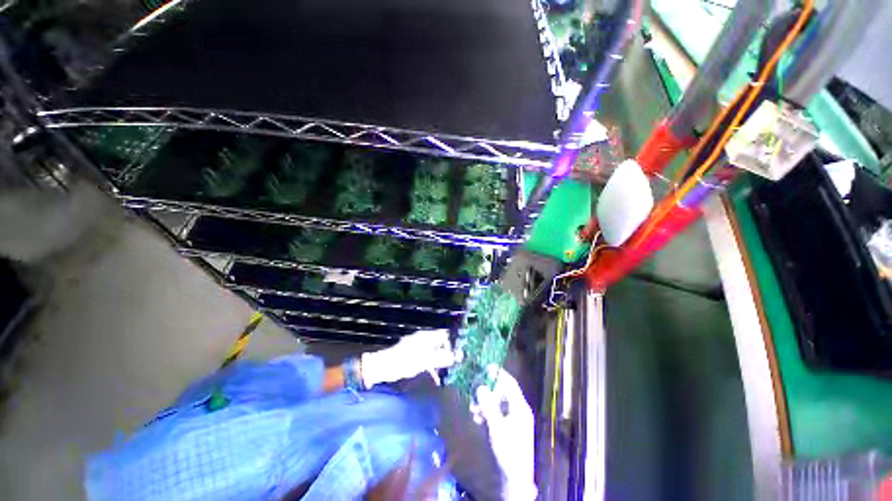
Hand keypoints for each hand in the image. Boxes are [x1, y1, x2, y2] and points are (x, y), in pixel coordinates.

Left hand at [361, 329, 454, 387]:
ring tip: (448, 371)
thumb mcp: (425, 361)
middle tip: (455, 363)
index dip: (452, 342)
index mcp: (426, 336)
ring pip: (434, 350)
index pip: (444, 334)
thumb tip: (457, 357)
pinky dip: (432, 363)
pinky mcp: (413, 354)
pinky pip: (427, 356)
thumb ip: (441, 358)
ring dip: (441, 359)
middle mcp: (423, 338)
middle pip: (440, 342)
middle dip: (448, 351)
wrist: (383, 367)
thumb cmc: (405, 362)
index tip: (458, 353)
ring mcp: (418, 346)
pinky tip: (435, 375)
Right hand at [475, 366, 536, 500]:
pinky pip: (498, 413)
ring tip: (473, 408)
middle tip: (475, 389)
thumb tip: (481, 387)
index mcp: (520, 407)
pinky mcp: (510, 427)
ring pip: (499, 403)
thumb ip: (489, 406)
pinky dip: (488, 412)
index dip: (499, 374)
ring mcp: (515, 419)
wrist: (516, 479)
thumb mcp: (497, 428)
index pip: (510, 383)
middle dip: (488, 390)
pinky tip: (478, 418)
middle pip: (503, 392)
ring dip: (486, 403)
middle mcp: (519, 410)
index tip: (486, 367)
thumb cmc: (509, 452)